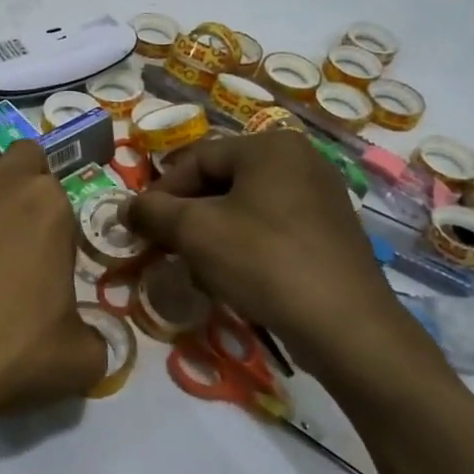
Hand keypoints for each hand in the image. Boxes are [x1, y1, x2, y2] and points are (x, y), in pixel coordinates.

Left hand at [0, 104, 105, 459]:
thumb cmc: (3, 355)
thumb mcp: (75, 363)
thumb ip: (96, 343)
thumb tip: (94, 341)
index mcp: (51, 209)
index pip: (63, 200)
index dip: (55, 229)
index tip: (43, 262)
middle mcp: (4, 180)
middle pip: (24, 150)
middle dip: (19, 173)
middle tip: (6, 215)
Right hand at [126, 130, 442, 393]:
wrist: (346, 326)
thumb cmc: (264, 262)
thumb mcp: (196, 232)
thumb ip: (153, 212)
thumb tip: (126, 207)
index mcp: (270, 146)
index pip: (197, 159)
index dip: (162, 192)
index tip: (140, 226)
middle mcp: (300, 159)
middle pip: (222, 181)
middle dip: (189, 216)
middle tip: (167, 248)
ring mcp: (322, 196)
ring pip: (246, 207)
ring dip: (214, 234)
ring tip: (198, 268)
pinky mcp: (332, 232)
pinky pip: (273, 227)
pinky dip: (246, 246)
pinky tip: (236, 278)